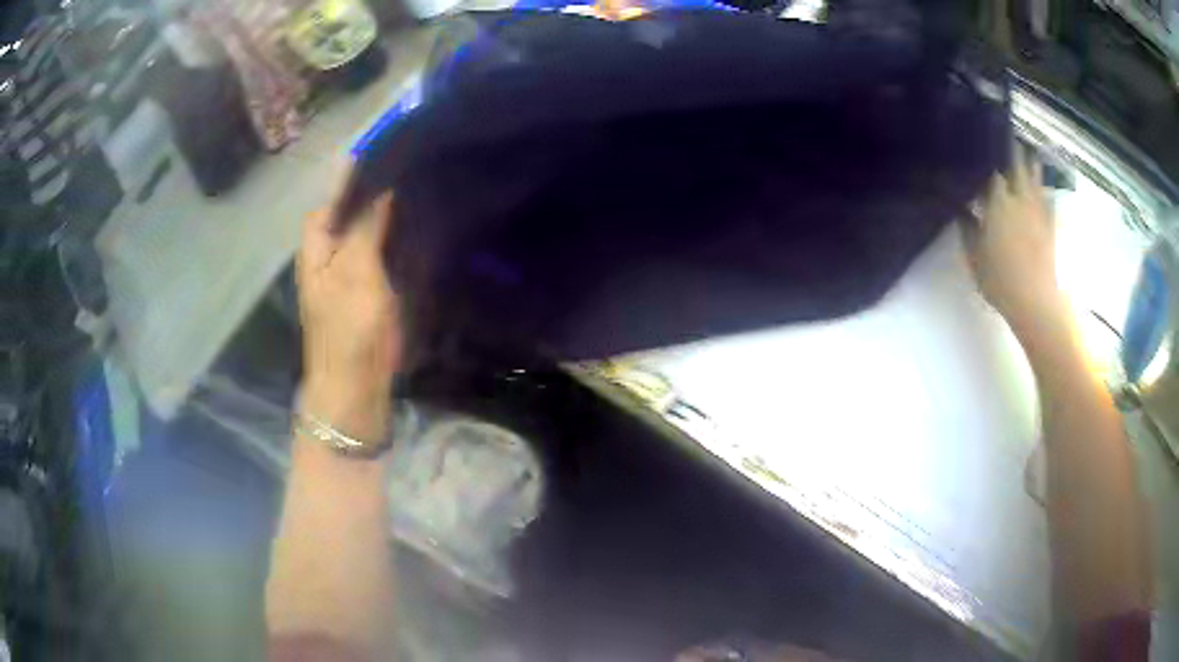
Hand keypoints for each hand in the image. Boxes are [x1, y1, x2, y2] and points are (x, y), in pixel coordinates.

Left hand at [297, 169, 400, 437]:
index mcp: (318, 244)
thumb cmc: (349, 327)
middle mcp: (331, 252)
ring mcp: (351, 271)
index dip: (356, 177)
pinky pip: (384, 252)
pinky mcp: (371, 288)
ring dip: (390, 214)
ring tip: (422, 189)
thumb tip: (379, 184)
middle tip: (413, 170)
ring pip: (370, 230)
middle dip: (378, 192)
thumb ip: (365, 225)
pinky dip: (399, 238)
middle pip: (352, 211)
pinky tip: (421, 227)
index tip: (390, 154)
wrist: (356, 384)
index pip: (334, 198)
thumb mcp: (356, 270)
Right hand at [967, 152, 1067, 334]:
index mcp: (998, 202)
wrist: (1035, 301)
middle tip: (1006, 133)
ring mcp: (1037, 210)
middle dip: (1011, 147)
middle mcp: (1019, 198)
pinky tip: (1042, 188)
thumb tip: (961, 208)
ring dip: (1030, 162)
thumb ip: (967, 228)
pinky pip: (1048, 199)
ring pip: (1035, 177)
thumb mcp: (975, 257)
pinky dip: (1044, 190)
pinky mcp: (1049, 225)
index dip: (986, 155)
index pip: (991, 169)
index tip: (980, 143)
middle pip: (1016, 164)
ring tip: (1026, 150)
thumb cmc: (1000, 280)